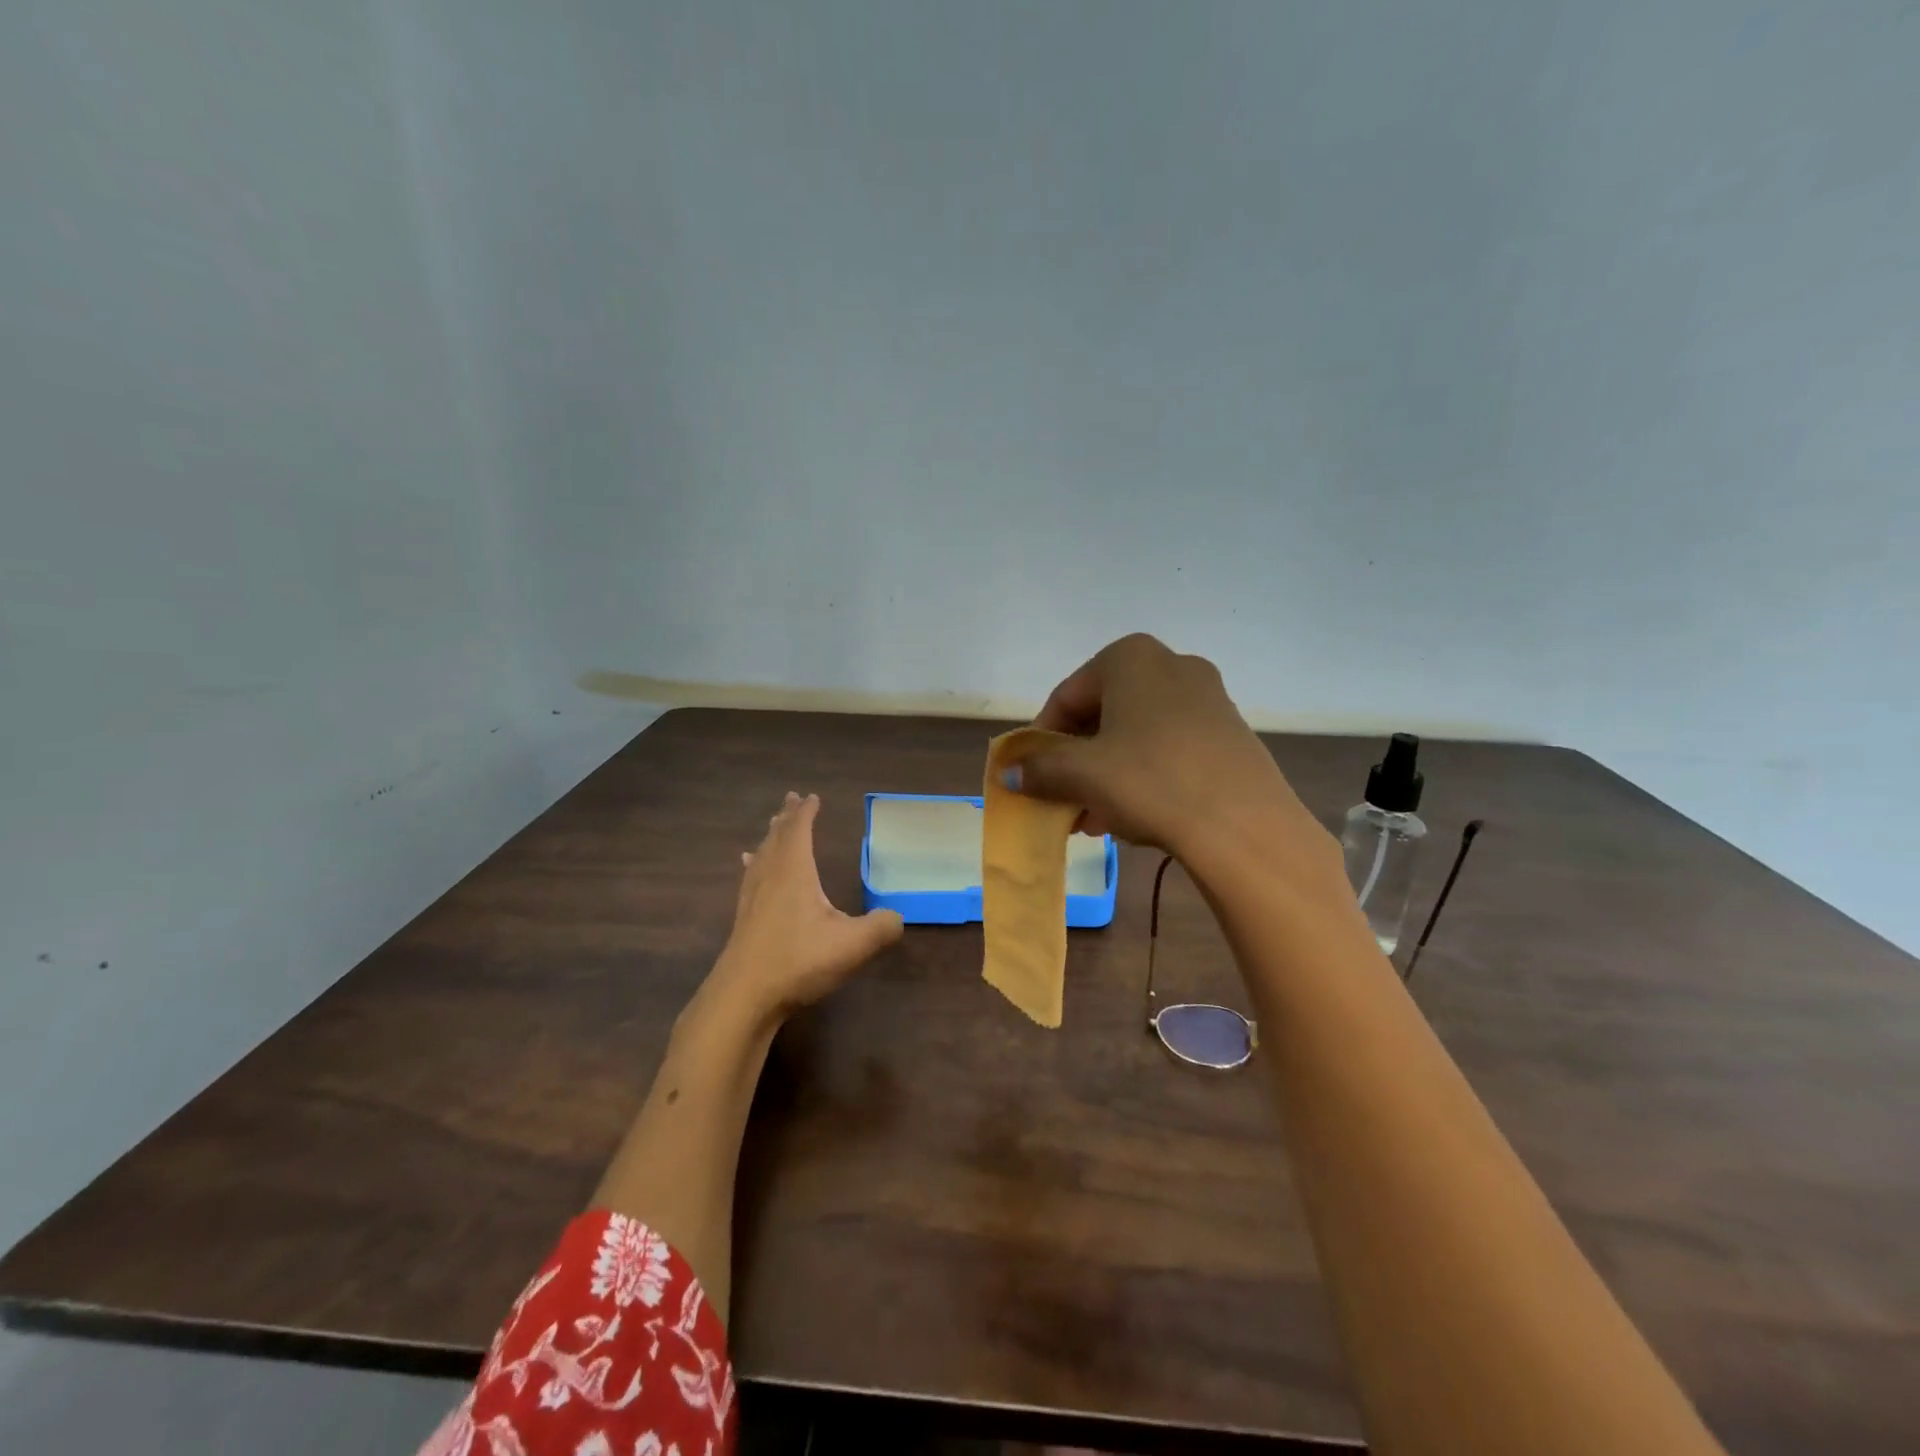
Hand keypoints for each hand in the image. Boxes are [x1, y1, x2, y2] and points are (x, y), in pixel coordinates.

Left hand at [705, 792, 903, 1024]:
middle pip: (777, 838)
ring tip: (773, 826)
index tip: (812, 797)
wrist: (744, 997)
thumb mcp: (852, 945)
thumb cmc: (799, 961)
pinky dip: (754, 863)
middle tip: (792, 799)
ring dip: (770, 837)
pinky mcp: (744, 920)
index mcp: (794, 873)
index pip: (799, 831)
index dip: (806, 813)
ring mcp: (752, 899)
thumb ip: (880, 927)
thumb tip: (897, 917)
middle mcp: (770, 877)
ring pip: (761, 856)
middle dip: (787, 818)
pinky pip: (750, 876)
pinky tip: (749, 867)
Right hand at [1012, 634, 1341, 885]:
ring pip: (1137, 734)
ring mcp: (1208, 697)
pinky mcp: (1230, 732)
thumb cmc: (1149, 780)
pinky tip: (1133, 815)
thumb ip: (1039, 768)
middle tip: (1063, 799)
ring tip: (1093, 818)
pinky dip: (1143, 775)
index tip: (1032, 775)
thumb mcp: (1082, 774)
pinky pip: (1169, 748)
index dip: (1042, 739)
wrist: (1243, 825)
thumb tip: (1008, 772)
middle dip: (1077, 760)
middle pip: (1103, 714)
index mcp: (1130, 658)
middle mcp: (1172, 665)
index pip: (1067, 696)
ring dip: (1106, 773)